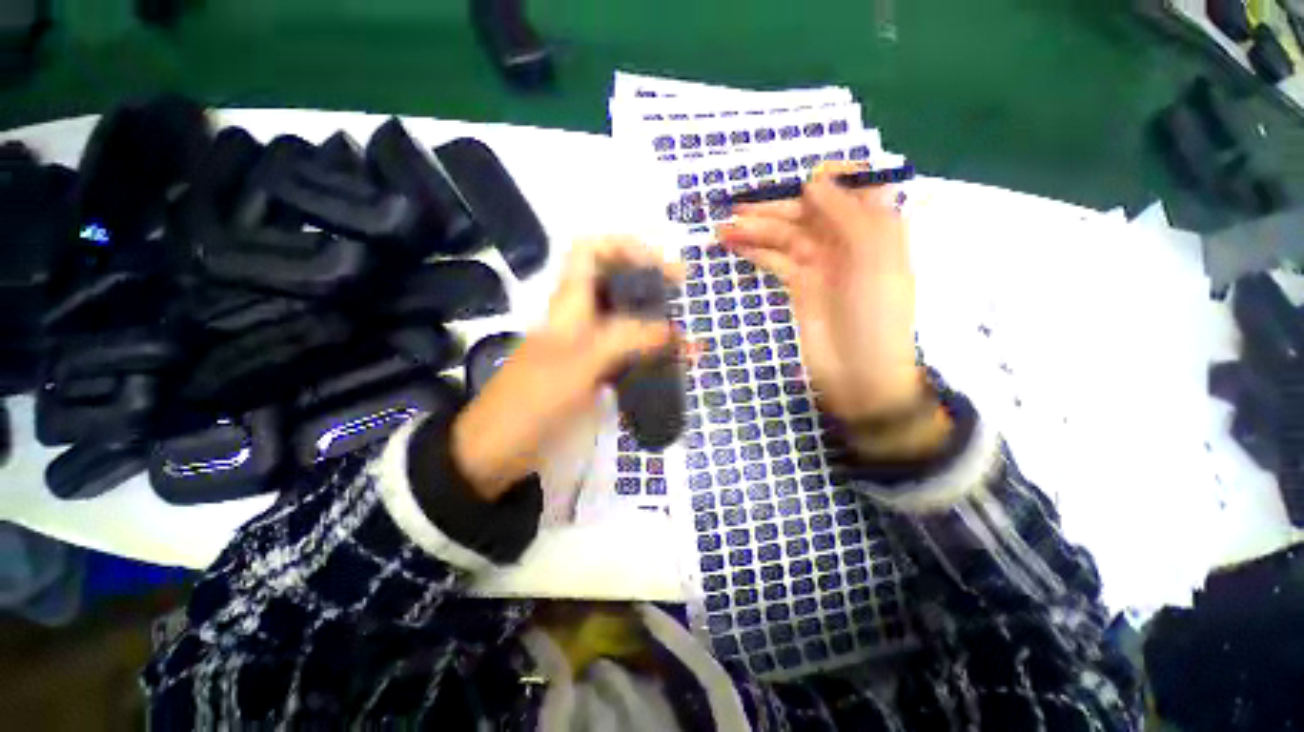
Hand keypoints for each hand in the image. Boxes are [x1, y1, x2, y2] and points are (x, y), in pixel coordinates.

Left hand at [452, 237, 680, 499]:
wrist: (498, 448)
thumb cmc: (532, 400)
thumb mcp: (580, 363)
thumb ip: (626, 339)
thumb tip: (671, 330)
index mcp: (569, 303)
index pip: (592, 250)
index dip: (626, 247)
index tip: (662, 267)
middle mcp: (579, 317)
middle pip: (616, 283)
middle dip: (651, 285)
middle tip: (683, 300)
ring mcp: (586, 345)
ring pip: (626, 321)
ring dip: (656, 324)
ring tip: (687, 342)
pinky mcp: (591, 371)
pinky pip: (627, 353)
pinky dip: (650, 354)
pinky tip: (669, 367)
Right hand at [718, 164, 920, 422]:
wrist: (860, 372)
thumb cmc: (875, 313)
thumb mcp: (872, 257)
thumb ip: (846, 214)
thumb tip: (814, 180)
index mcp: (875, 227)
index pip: (851, 189)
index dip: (827, 179)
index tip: (797, 180)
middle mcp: (846, 241)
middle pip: (809, 213)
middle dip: (775, 208)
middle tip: (737, 207)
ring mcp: (819, 264)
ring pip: (786, 236)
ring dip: (757, 229)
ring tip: (723, 227)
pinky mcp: (799, 285)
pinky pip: (776, 260)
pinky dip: (756, 251)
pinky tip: (735, 244)